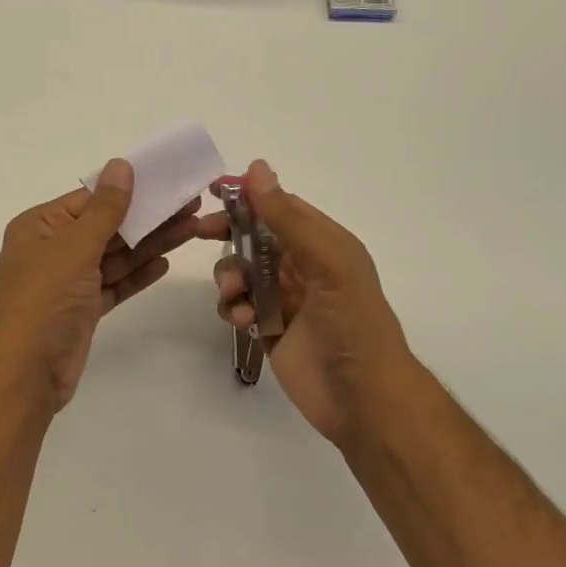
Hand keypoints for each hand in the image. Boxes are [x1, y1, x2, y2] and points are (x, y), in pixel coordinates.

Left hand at [0, 159, 203, 411]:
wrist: (25, 372)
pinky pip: (114, 284)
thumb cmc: (44, 298)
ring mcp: (68, 282)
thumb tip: (121, 165)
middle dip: (147, 217)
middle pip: (106, 227)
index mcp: (39, 226)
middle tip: (190, 204)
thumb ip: (104, 209)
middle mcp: (52, 250)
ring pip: (114, 256)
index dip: (128, 189)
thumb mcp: (75, 246)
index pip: (89, 199)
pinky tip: (164, 263)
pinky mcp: (82, 311)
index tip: (165, 180)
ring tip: (191, 228)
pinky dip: (137, 274)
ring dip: (150, 244)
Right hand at [208, 160, 416, 448]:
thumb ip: (287, 217)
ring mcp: (284, 298)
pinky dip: (233, 307)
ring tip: (234, 296)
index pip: (280, 207)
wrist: (364, 399)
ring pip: (241, 271)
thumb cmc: (352, 322)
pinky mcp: (269, 328)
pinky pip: (239, 305)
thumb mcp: (326, 261)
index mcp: (323, 243)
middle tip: (202, 232)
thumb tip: (256, 168)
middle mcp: (302, 266)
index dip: (248, 196)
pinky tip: (243, 320)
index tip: (214, 190)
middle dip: (228, 233)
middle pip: (254, 236)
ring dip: (229, 277)